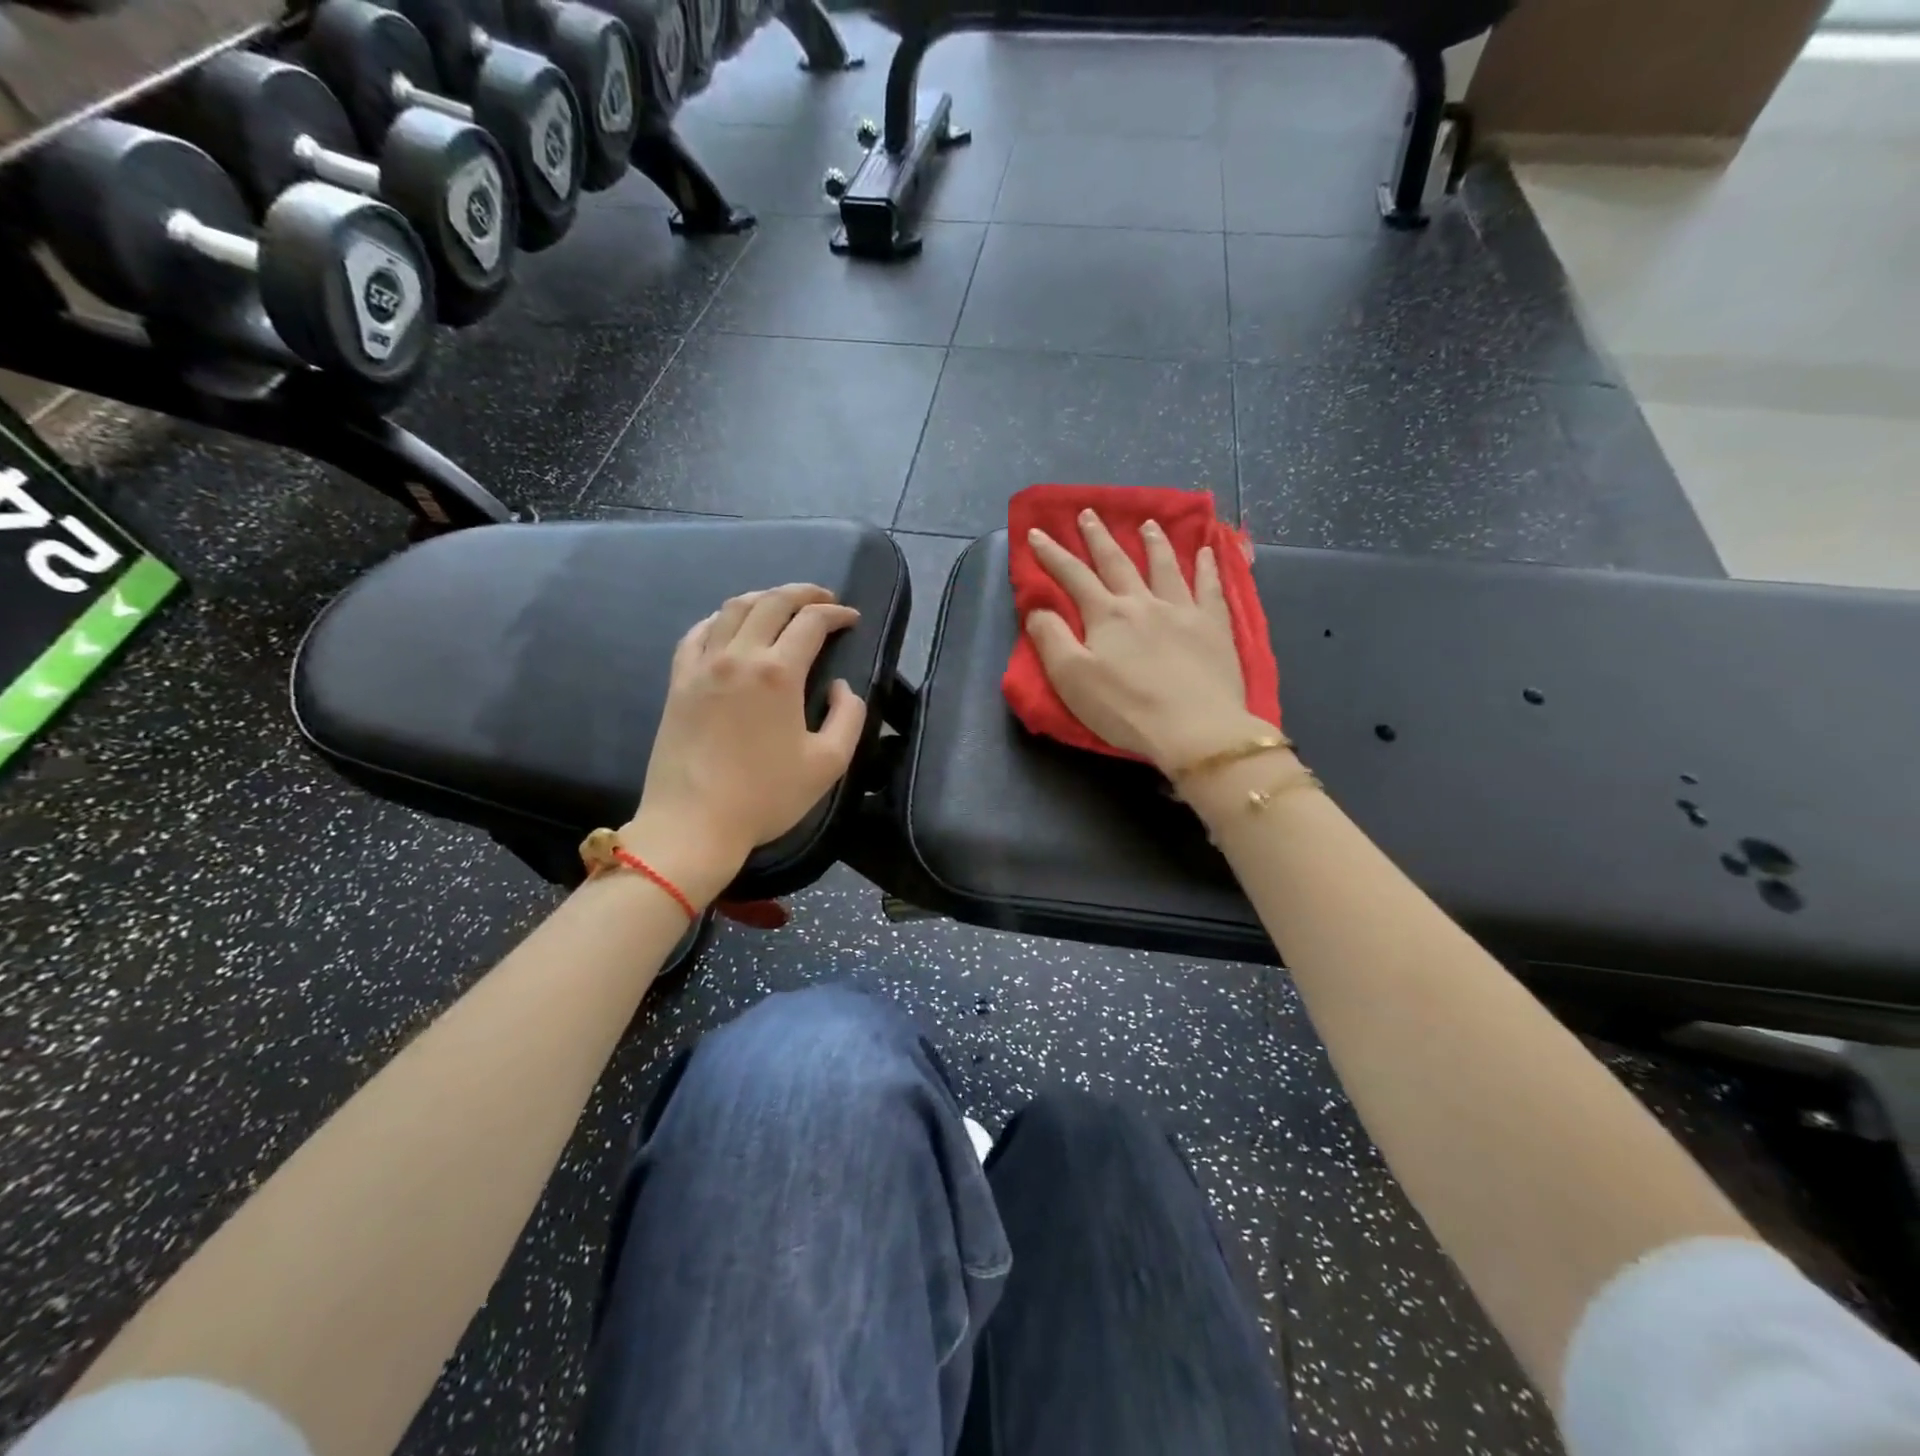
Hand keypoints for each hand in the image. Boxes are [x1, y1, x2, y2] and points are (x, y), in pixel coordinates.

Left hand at [625, 584, 866, 902]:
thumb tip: (842, 687)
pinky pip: (698, 633)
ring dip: (763, 598)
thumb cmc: (766, 797)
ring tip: (781, 604)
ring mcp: (702, 666)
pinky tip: (730, 626)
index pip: (811, 622)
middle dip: (803, 593)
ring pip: (733, 609)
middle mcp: (739, 657)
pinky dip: (720, 619)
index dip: (837, 614)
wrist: (693, 823)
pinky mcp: (678, 682)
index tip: (852, 619)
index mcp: (779, 674)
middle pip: (771, 602)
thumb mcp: (829, 764)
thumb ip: (849, 717)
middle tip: (824, 599)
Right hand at [1026, 510, 1269, 774]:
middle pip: (1117, 562)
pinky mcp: (1214, 627)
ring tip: (1147, 523)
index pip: (1073, 576)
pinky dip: (1208, 566)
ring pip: (1165, 566)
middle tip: (1088, 513)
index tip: (1036, 532)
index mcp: (1106, 615)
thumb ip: (1051, 639)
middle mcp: (1143, 602)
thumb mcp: (1072, 679)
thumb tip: (1038, 608)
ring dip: (1153, 542)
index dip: (1052, 554)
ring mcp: (1182, 611)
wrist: (1194, 728)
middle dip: (1098, 537)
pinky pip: (1210, 587)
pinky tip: (1208, 551)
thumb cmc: (1125, 709)